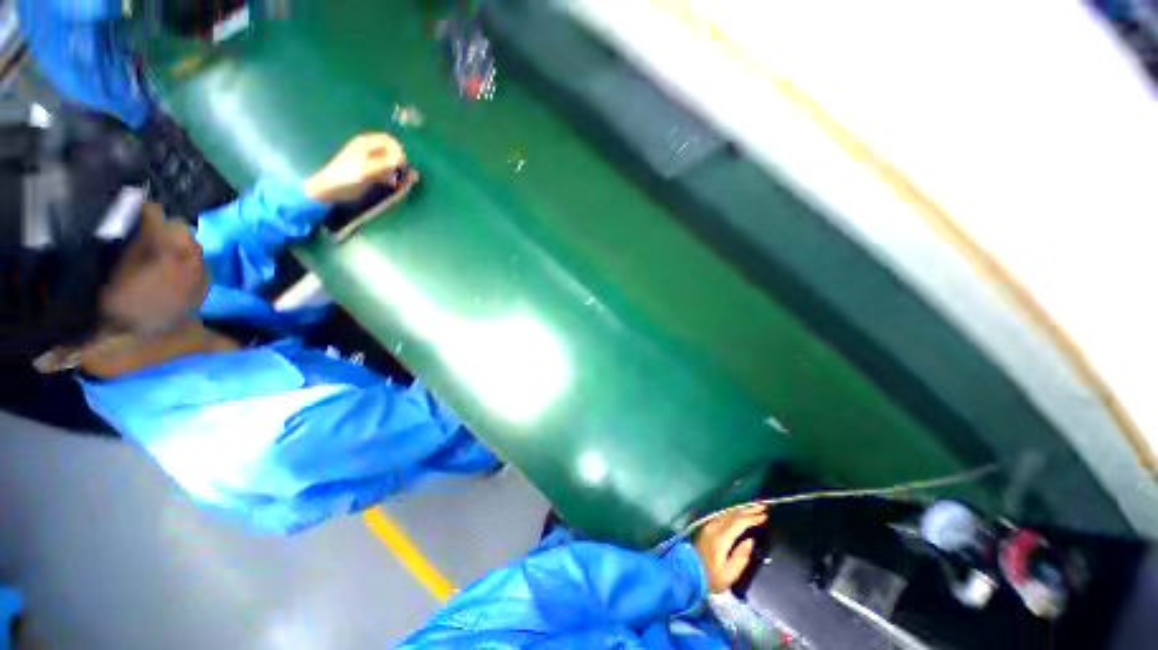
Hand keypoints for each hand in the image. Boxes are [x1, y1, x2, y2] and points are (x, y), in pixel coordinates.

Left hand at [305, 133, 407, 203]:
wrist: (332, 189)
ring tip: (402, 183)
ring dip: (399, 172)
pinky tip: (395, 186)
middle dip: (401, 163)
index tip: (401, 163)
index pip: (389, 140)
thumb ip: (384, 163)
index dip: (398, 150)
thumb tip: (401, 159)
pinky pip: (388, 174)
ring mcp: (372, 163)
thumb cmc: (346, 175)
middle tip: (406, 175)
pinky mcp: (372, 174)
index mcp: (366, 143)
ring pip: (392, 164)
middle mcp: (370, 151)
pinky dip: (394, 179)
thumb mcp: (366, 168)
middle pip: (392, 152)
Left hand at [694, 505, 766, 593]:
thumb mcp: (730, 573)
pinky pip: (724, 515)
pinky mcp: (708, 526)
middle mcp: (715, 526)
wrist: (688, 572)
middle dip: (750, 510)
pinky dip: (735, 512)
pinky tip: (741, 512)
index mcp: (721, 537)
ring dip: (743, 509)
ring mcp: (710, 525)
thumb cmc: (712, 577)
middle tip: (764, 507)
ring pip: (729, 512)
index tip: (766, 516)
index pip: (739, 522)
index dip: (753, 517)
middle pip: (734, 514)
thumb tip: (751, 540)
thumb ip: (742, 556)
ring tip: (755, 507)